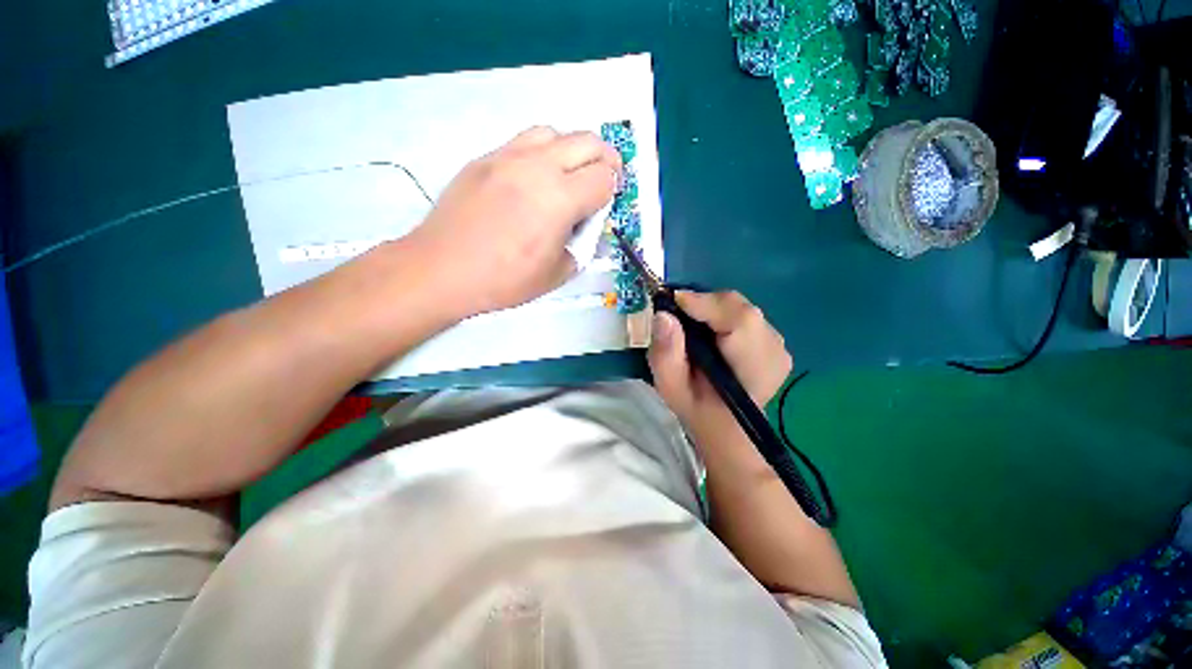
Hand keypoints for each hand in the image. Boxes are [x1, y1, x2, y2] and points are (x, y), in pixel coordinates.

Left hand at [409, 126, 621, 316]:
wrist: (443, 269)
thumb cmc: (503, 280)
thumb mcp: (556, 274)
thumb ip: (581, 246)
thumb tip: (587, 228)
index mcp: (559, 199)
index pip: (604, 178)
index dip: (612, 193)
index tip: (606, 207)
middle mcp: (538, 167)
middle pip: (588, 142)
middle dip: (605, 161)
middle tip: (603, 182)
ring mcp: (508, 157)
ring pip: (555, 132)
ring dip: (572, 151)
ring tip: (568, 177)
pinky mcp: (485, 158)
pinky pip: (524, 141)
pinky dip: (542, 153)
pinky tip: (534, 179)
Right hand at [648, 291, 792, 440]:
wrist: (726, 427)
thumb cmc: (697, 408)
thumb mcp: (670, 386)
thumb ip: (665, 353)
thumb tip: (663, 316)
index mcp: (753, 366)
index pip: (736, 318)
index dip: (703, 302)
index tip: (670, 301)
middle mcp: (774, 349)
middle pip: (738, 306)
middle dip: (703, 304)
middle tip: (676, 314)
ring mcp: (778, 344)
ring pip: (740, 307)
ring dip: (711, 309)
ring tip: (691, 325)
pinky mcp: (775, 341)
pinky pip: (744, 315)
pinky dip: (722, 316)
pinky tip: (710, 334)